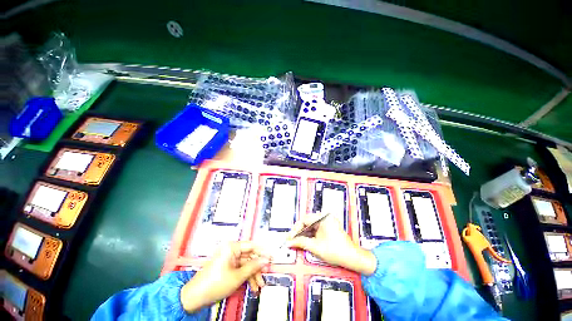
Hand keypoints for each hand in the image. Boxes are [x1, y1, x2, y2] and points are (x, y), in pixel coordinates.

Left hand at [180, 241, 269, 312]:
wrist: (194, 298)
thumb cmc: (215, 284)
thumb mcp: (237, 276)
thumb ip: (253, 267)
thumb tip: (266, 260)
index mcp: (232, 247)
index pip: (252, 246)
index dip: (262, 252)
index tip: (272, 257)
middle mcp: (231, 250)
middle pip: (249, 257)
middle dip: (257, 268)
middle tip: (265, 276)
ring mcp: (228, 259)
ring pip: (245, 265)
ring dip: (252, 275)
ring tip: (258, 286)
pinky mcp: (226, 267)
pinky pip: (239, 269)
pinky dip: (246, 277)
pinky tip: (251, 287)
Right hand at [285, 212, 376, 274]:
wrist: (353, 258)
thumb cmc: (337, 251)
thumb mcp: (316, 247)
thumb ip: (301, 242)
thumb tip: (289, 242)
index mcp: (323, 217)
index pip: (304, 219)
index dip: (296, 229)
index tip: (290, 237)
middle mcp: (325, 217)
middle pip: (307, 222)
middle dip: (299, 231)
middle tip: (291, 239)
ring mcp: (327, 221)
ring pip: (311, 225)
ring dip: (304, 233)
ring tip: (296, 241)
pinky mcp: (328, 226)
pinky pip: (316, 228)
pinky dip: (310, 234)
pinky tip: (304, 240)